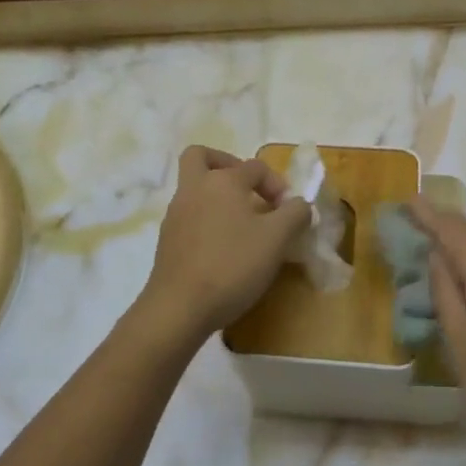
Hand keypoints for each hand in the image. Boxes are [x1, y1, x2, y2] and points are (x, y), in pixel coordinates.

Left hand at [141, 146, 309, 344]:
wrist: (179, 308)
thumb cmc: (232, 265)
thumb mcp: (277, 238)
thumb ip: (295, 214)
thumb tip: (299, 204)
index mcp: (222, 181)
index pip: (255, 167)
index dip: (277, 184)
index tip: (288, 212)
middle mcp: (194, 189)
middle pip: (201, 157)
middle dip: (226, 164)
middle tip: (248, 189)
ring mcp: (175, 215)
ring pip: (195, 189)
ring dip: (218, 197)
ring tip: (242, 225)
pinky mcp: (166, 241)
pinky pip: (189, 216)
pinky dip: (207, 221)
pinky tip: (224, 248)